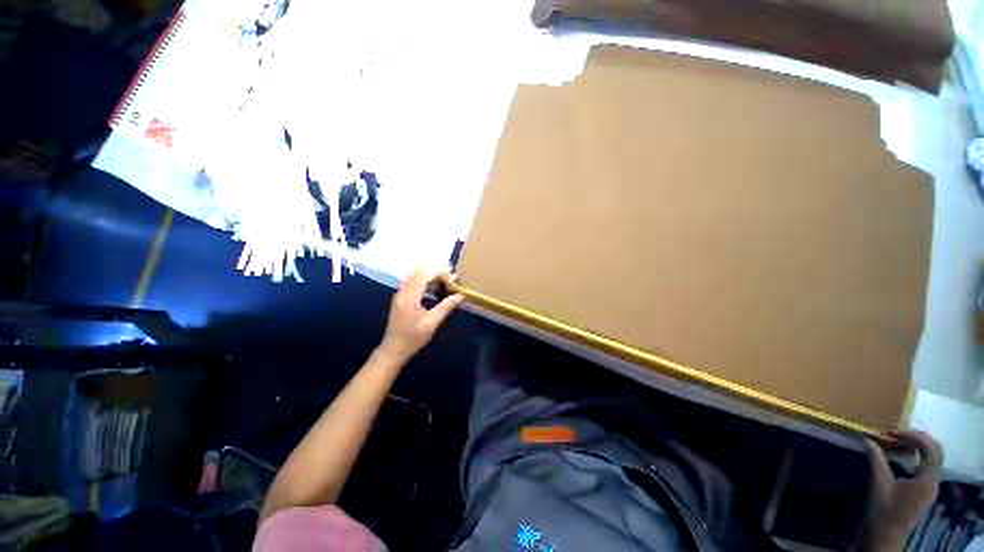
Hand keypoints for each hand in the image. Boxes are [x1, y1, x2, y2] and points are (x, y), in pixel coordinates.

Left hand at [378, 270, 464, 362]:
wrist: (393, 350)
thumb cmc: (413, 338)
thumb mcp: (432, 323)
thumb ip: (446, 307)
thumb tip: (460, 295)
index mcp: (409, 297)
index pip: (425, 275)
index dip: (440, 274)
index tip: (453, 280)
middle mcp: (403, 292)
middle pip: (420, 273)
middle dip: (437, 273)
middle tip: (451, 281)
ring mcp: (400, 294)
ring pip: (416, 276)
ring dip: (431, 277)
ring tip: (446, 284)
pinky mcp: (400, 297)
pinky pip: (413, 282)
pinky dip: (425, 282)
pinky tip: (435, 289)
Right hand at [860, 431, 942, 551]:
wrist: (885, 533)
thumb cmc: (883, 508)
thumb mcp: (879, 482)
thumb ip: (877, 459)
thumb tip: (868, 438)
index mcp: (927, 479)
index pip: (932, 450)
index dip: (916, 437)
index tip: (896, 433)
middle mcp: (934, 481)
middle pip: (935, 453)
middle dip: (918, 440)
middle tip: (897, 435)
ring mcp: (931, 486)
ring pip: (932, 459)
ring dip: (918, 447)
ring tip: (899, 442)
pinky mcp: (925, 489)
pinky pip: (927, 466)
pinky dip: (917, 456)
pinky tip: (903, 456)